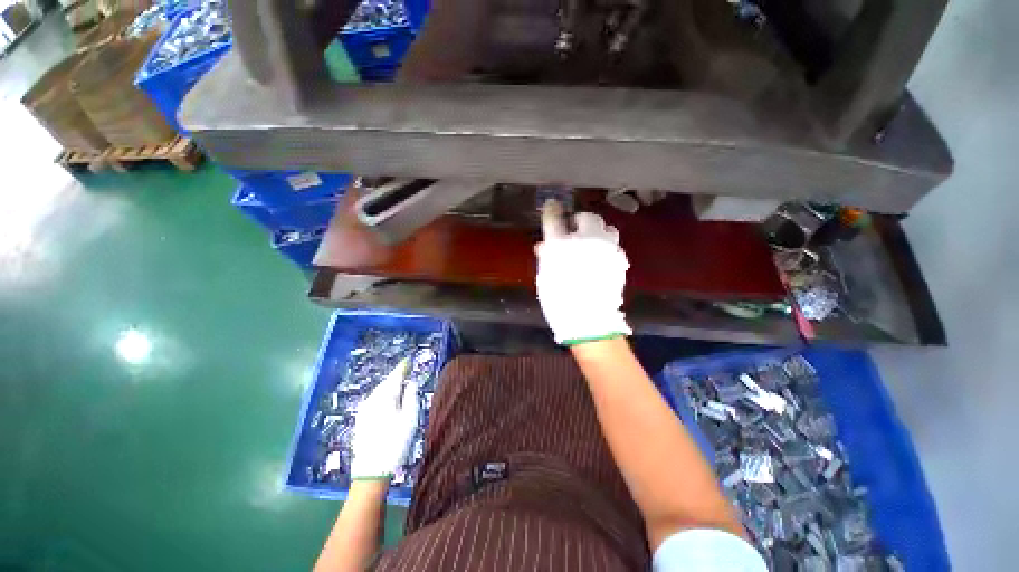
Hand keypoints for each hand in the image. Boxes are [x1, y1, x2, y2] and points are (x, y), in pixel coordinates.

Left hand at [350, 358, 419, 480]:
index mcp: (386, 396)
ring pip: (379, 391)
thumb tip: (411, 382)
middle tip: (406, 372)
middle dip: (396, 376)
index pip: (395, 376)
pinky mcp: (360, 420)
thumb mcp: (411, 417)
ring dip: (389, 386)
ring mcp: (364, 410)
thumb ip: (411, 396)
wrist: (371, 470)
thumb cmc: (396, 441)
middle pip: (386, 383)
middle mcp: (372, 399)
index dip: (403, 367)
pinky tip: (388, 401)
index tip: (408, 360)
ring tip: (399, 385)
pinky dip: (383, 396)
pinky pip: (374, 400)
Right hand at [535, 200, 631, 344]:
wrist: (588, 320)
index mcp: (562, 245)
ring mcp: (606, 249)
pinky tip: (602, 259)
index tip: (552, 206)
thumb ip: (546, 257)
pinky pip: (614, 246)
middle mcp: (586, 241)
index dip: (552, 210)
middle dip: (580, 221)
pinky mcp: (619, 260)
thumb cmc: (559, 300)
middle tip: (575, 230)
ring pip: (607, 229)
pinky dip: (607, 248)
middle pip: (588, 218)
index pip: (555, 219)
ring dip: (598, 232)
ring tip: (592, 242)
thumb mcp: (545, 278)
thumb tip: (545, 245)